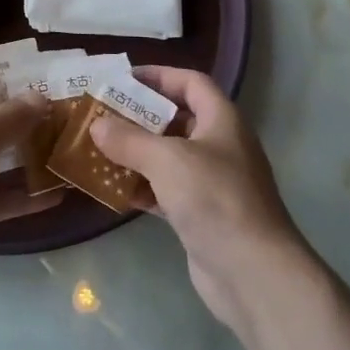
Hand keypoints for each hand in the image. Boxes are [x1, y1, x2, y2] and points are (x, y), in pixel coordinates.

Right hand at [90, 66, 306, 328]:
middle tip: (103, 114)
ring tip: (101, 149)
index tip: (123, 79)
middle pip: (177, 119)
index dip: (159, 76)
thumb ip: (129, 139)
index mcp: (222, 120)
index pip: (191, 82)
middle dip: (141, 116)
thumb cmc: (214, 198)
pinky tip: (114, 190)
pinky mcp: (203, 215)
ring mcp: (213, 182)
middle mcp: (220, 145)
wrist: (253, 273)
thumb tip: (97, 124)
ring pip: (169, 157)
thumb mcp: (167, 160)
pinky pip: (167, 190)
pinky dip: (143, 187)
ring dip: (137, 153)